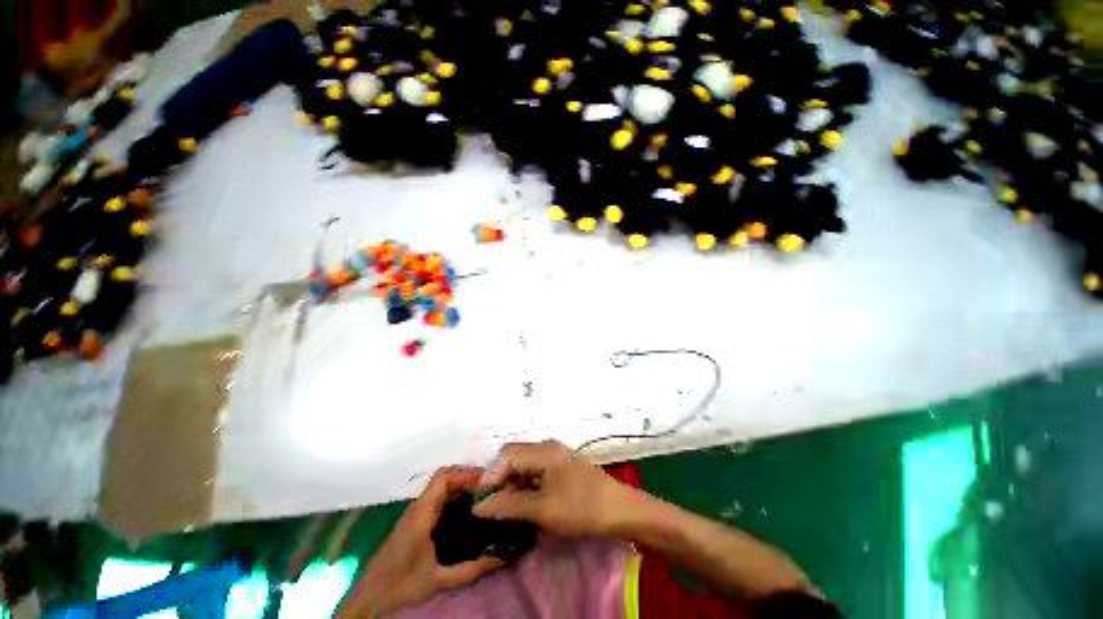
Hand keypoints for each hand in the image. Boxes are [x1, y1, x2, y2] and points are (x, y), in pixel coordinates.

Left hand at [336, 467, 502, 618]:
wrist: (372, 595)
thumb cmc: (403, 584)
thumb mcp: (439, 580)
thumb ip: (470, 570)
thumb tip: (499, 558)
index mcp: (422, 513)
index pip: (444, 478)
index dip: (466, 474)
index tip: (486, 479)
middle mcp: (418, 505)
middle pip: (444, 476)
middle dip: (466, 475)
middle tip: (488, 484)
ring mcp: (415, 510)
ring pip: (440, 484)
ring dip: (460, 483)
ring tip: (481, 491)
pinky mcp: (415, 517)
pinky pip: (437, 495)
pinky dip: (453, 492)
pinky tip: (465, 506)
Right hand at [474, 440, 641, 536]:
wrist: (620, 511)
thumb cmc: (582, 508)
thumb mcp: (543, 509)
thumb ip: (509, 505)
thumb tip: (479, 507)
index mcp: (544, 451)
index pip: (507, 455)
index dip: (491, 476)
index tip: (481, 502)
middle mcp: (548, 448)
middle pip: (515, 458)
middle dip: (501, 480)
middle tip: (493, 507)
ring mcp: (556, 457)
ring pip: (525, 466)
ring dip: (513, 485)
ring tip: (506, 510)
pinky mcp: (561, 469)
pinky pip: (536, 473)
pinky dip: (526, 487)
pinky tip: (524, 505)